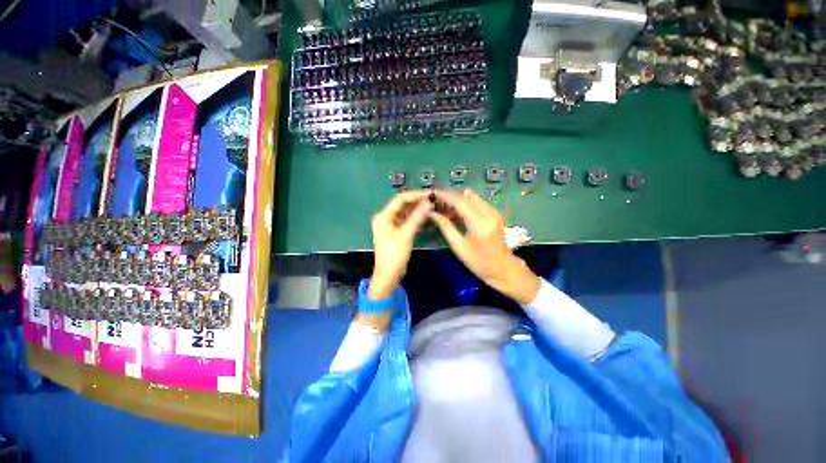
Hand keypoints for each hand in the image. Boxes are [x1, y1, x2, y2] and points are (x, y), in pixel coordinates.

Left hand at [368, 190, 432, 299]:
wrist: (388, 275)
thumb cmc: (395, 254)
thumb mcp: (406, 234)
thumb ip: (417, 217)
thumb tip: (428, 203)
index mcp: (383, 216)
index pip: (400, 199)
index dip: (415, 195)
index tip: (429, 194)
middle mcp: (385, 217)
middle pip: (402, 205)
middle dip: (417, 201)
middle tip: (432, 199)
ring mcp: (390, 225)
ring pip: (405, 212)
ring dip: (416, 209)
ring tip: (431, 205)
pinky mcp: (395, 231)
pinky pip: (406, 220)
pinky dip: (415, 218)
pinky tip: (425, 215)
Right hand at [430, 189, 540, 304]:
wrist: (501, 267)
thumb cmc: (477, 261)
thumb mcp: (458, 246)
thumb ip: (445, 226)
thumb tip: (432, 212)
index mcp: (479, 224)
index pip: (460, 202)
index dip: (445, 196)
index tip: (432, 194)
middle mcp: (489, 213)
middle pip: (466, 196)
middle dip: (450, 195)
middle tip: (437, 201)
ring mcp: (494, 212)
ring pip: (472, 197)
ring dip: (458, 198)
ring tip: (445, 206)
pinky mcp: (495, 213)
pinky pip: (478, 201)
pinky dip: (466, 202)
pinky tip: (457, 211)